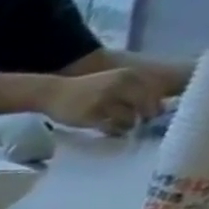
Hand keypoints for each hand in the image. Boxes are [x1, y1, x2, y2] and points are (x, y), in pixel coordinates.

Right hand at [44, 68, 165, 134]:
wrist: (53, 93)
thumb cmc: (84, 90)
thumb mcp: (112, 81)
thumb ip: (131, 89)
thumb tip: (151, 105)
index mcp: (128, 76)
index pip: (154, 92)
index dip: (155, 105)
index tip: (150, 114)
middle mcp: (119, 86)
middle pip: (144, 105)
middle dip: (144, 117)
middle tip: (139, 124)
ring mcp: (104, 102)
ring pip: (128, 118)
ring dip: (127, 126)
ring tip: (121, 128)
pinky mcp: (90, 116)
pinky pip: (109, 127)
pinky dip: (113, 132)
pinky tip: (111, 132)